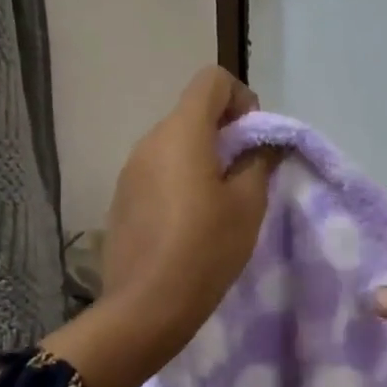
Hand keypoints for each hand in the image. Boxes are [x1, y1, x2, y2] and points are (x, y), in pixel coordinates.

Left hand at [101, 66, 277, 331]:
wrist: (145, 306)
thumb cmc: (205, 249)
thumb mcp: (247, 205)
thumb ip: (260, 161)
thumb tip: (264, 142)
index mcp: (181, 132)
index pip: (212, 80)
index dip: (241, 99)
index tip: (254, 141)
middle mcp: (149, 140)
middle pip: (192, 112)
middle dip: (225, 133)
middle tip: (246, 177)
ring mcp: (130, 170)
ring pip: (175, 144)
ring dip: (203, 158)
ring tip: (220, 204)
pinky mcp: (122, 197)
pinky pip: (158, 171)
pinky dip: (180, 180)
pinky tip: (190, 223)